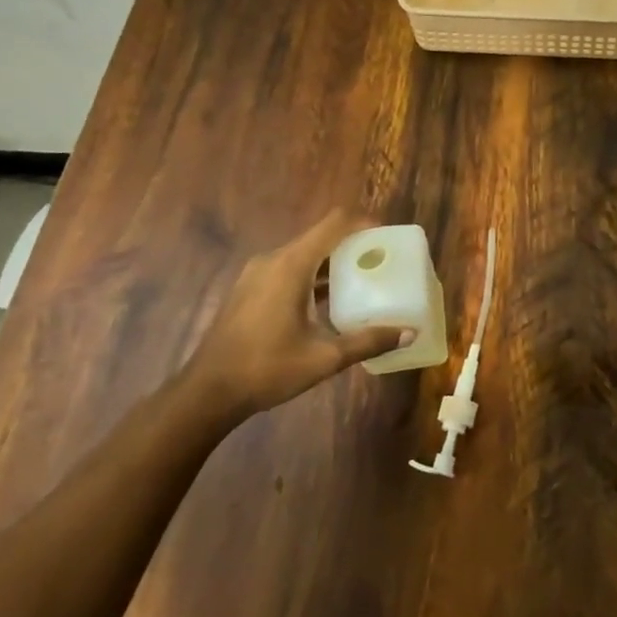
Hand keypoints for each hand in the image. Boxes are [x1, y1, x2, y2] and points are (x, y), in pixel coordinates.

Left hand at [184, 209, 409, 418]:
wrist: (207, 393)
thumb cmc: (266, 369)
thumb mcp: (324, 358)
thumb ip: (368, 341)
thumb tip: (409, 332)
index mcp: (292, 265)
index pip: (334, 223)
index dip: (363, 223)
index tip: (386, 237)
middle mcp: (273, 260)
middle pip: (320, 237)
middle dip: (352, 245)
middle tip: (379, 263)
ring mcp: (256, 274)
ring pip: (303, 254)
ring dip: (331, 263)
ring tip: (359, 282)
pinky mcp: (248, 290)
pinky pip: (288, 269)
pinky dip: (311, 276)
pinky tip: (326, 303)